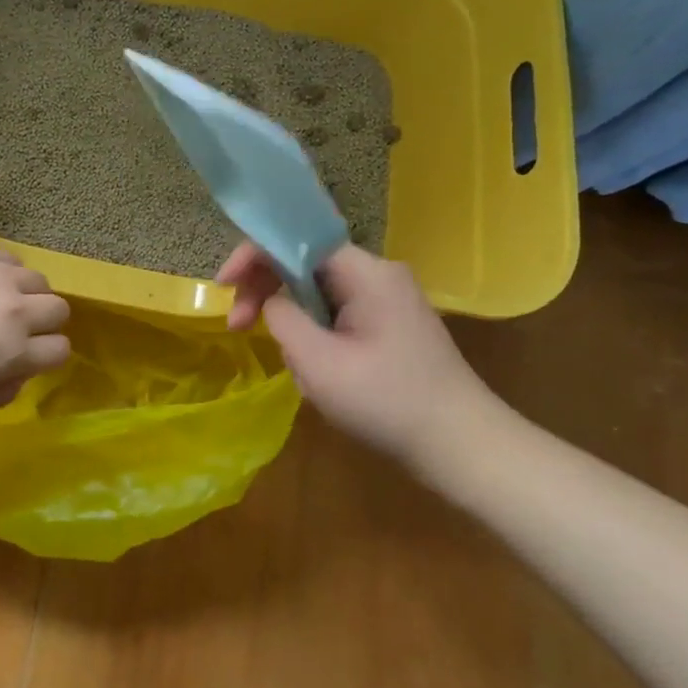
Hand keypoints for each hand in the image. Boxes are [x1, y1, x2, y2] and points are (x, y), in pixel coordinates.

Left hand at [0, 237, 70, 406]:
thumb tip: (18, 375)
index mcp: (12, 350)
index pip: (60, 351)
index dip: (47, 355)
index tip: (26, 356)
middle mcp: (17, 308)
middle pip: (59, 309)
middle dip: (45, 321)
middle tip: (15, 327)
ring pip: (37, 278)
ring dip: (26, 292)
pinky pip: (8, 257)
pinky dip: (2, 270)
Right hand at [220, 243, 493, 457]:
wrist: (464, 447)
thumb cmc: (388, 402)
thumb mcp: (319, 363)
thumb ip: (282, 318)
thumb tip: (270, 301)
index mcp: (366, 272)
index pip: (295, 240)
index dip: (252, 257)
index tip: (223, 289)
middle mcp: (378, 274)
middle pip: (304, 264)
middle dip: (267, 292)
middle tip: (239, 329)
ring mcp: (388, 300)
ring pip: (317, 293)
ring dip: (293, 322)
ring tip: (296, 368)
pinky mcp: (390, 324)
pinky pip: (337, 314)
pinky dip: (315, 335)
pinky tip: (318, 372)